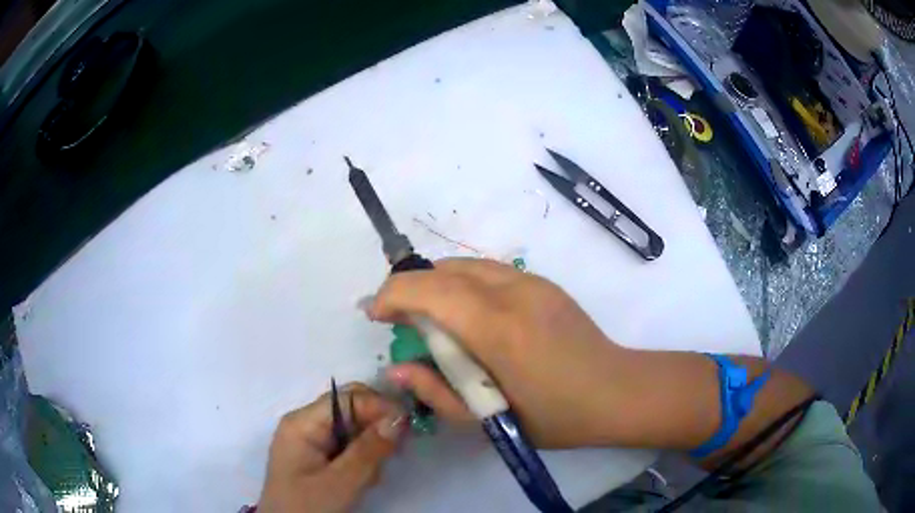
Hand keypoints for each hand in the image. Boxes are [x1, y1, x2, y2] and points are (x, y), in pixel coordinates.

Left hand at [258, 383, 405, 512]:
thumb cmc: (308, 507)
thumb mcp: (340, 483)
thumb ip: (369, 451)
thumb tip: (399, 416)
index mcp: (303, 423)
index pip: (347, 398)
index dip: (379, 406)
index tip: (407, 427)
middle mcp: (306, 424)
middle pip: (352, 410)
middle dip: (376, 429)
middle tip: (393, 454)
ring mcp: (312, 441)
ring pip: (355, 430)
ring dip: (371, 449)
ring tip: (370, 477)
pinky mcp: (319, 457)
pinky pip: (349, 447)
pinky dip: (363, 460)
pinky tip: (362, 480)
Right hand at [368, 258, 623, 447]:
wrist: (616, 392)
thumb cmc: (554, 417)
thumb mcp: (488, 421)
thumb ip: (436, 392)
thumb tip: (395, 369)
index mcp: (499, 329)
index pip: (430, 290)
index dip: (392, 295)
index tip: (375, 316)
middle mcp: (514, 292)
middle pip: (443, 270)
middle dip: (409, 288)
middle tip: (397, 320)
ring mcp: (532, 281)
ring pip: (465, 264)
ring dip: (434, 283)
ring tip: (426, 317)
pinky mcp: (543, 282)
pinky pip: (487, 271)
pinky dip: (461, 284)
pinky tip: (464, 315)